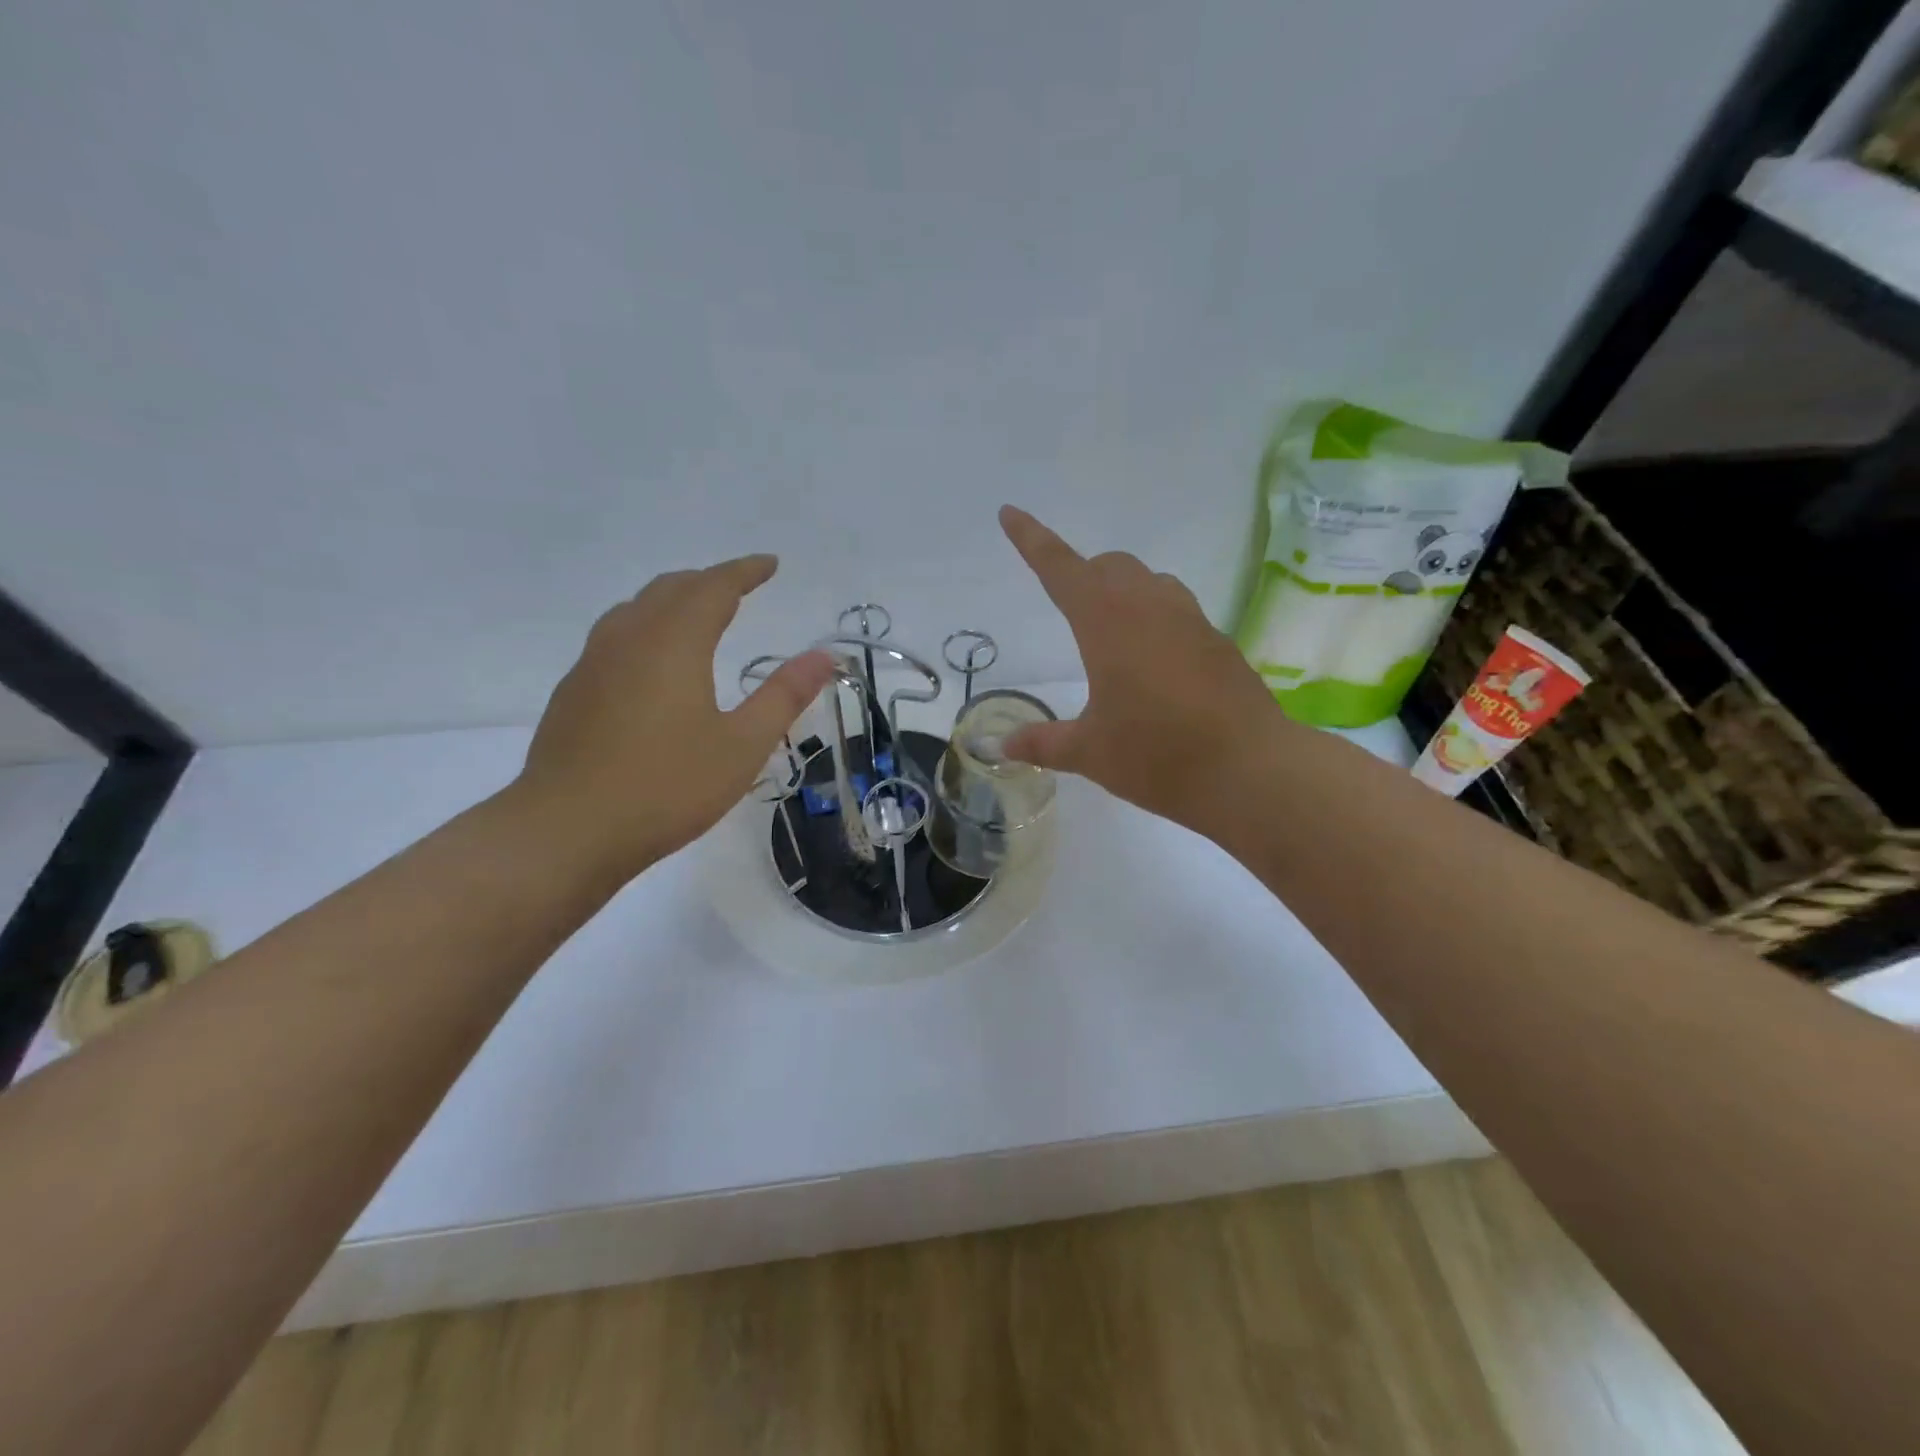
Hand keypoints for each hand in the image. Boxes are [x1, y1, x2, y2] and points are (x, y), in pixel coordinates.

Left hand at [514, 556, 835, 879]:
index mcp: (674, 642)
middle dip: (708, 581)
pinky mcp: (573, 692)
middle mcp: (629, 639)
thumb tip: (824, 656)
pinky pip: (615, 637)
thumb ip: (784, 695)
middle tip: (739, 587)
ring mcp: (592, 664)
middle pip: (670, 589)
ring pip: (635, 609)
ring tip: (697, 614)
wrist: (566, 831)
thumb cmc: (667, 786)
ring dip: (672, 600)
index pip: (714, 587)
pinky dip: (645, 628)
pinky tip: (652, 663)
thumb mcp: (742, 745)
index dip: (745, 571)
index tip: (770, 564)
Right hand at [998, 505, 1288, 832]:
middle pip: (1110, 566)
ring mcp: (1191, 621)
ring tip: (1114, 637)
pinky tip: (1157, 667)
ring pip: (1150, 582)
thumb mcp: (1090, 752)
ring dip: (1125, 592)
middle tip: (1070, 611)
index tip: (1010, 513)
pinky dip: (1157, 621)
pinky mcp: (1218, 642)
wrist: (1249, 769)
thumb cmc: (1156, 754)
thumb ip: (1044, 742)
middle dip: (1084, 575)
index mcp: (1107, 622)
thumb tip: (1004, 746)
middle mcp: (1150, 607)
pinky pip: (1179, 611)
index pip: (1060, 568)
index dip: (1032, 540)